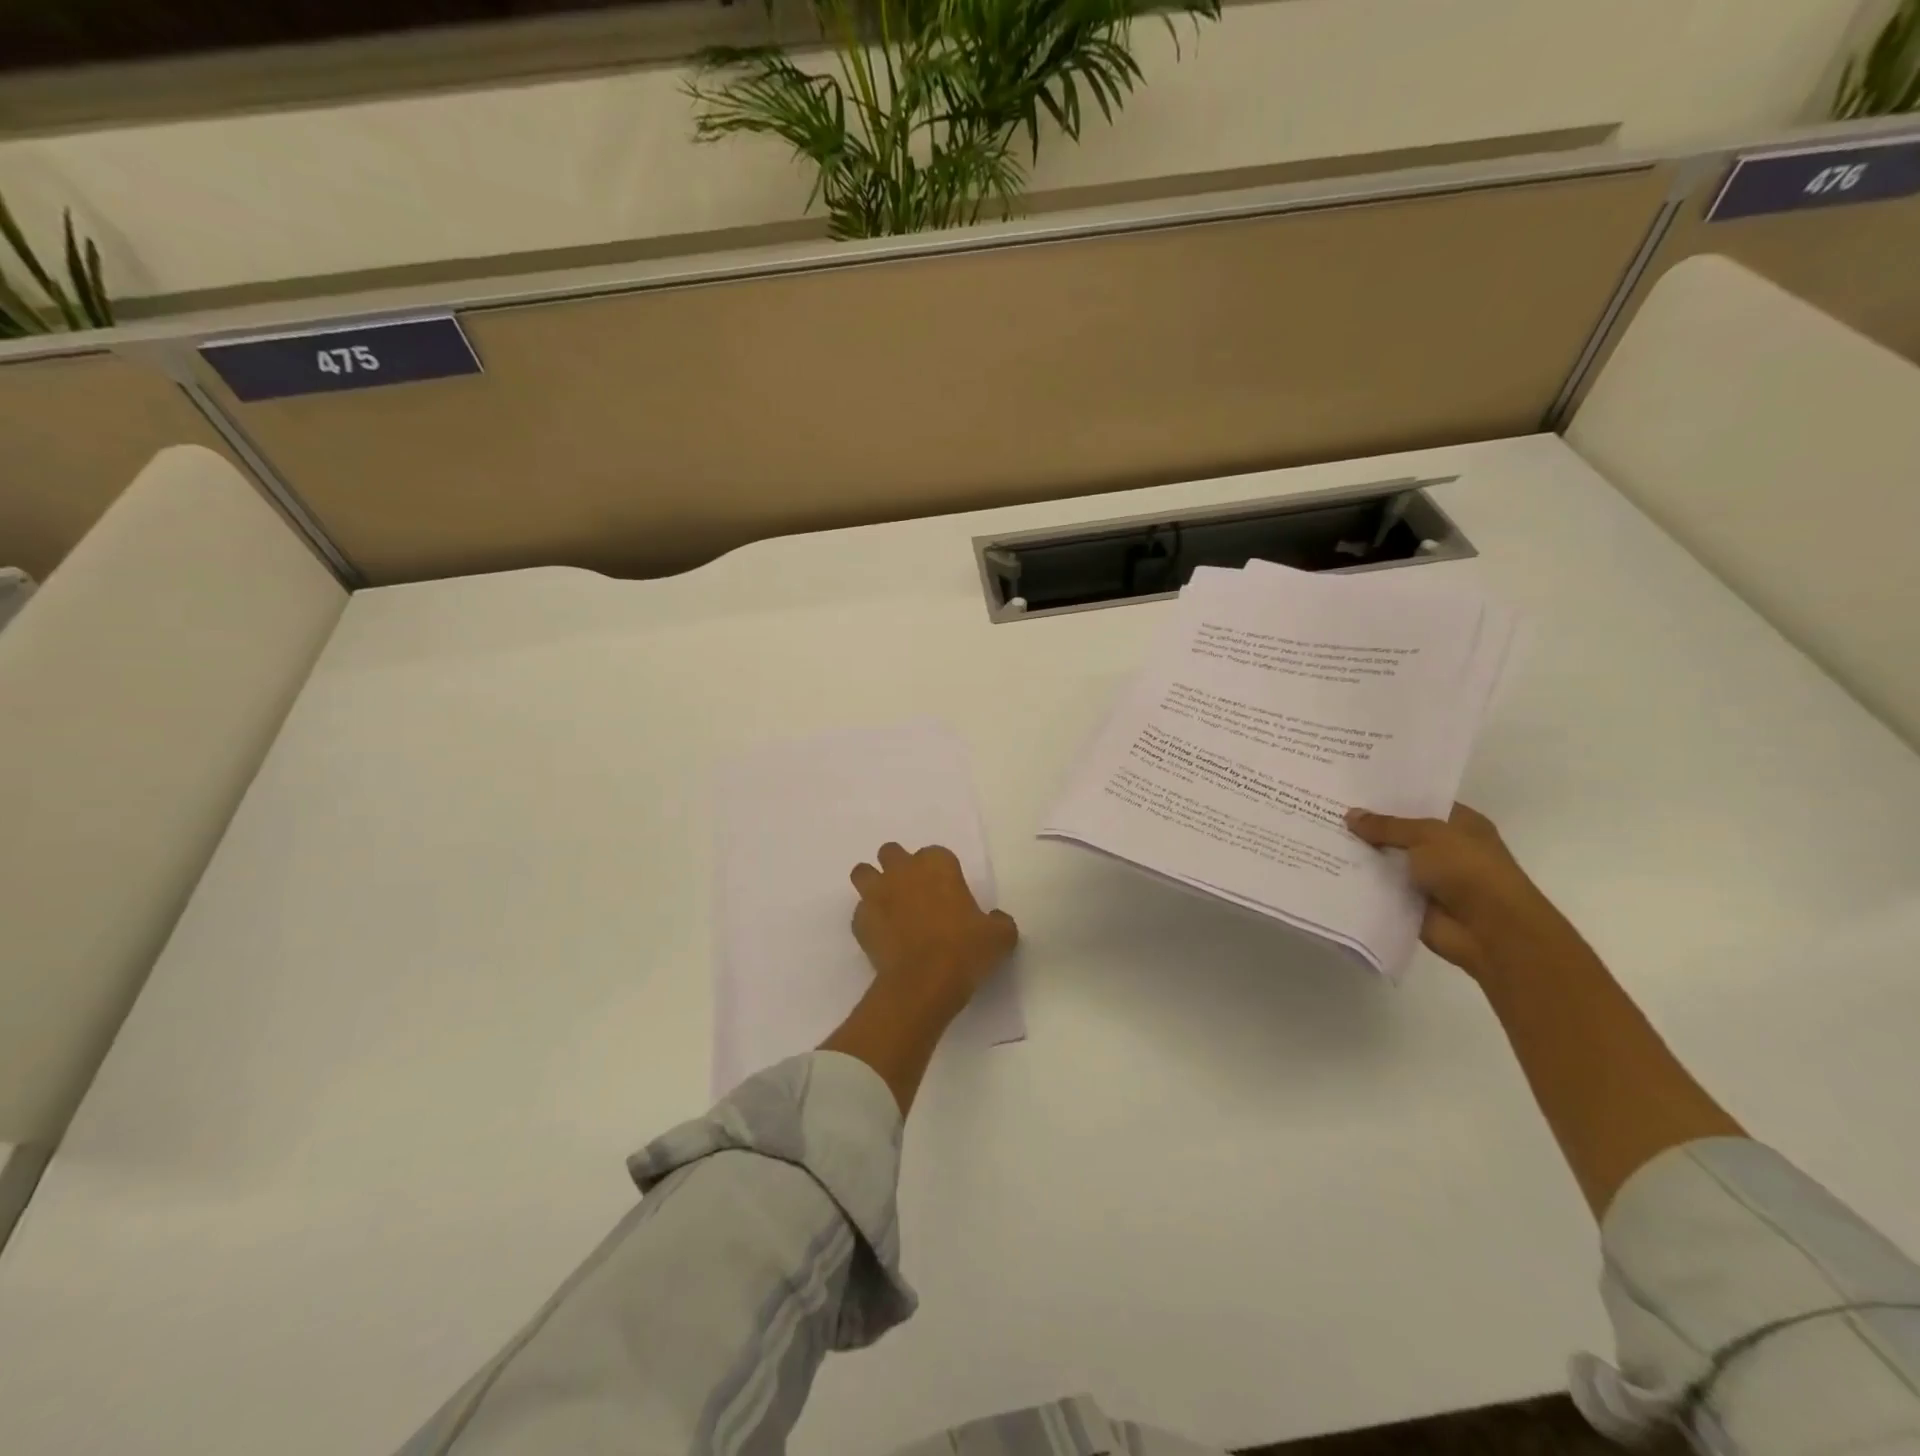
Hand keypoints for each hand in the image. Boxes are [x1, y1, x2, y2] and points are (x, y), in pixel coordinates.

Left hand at [850, 843, 1018, 1017]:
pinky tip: (883, 938)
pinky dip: (869, 920)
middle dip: (899, 867)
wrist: (924, 982)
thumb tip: (995, 920)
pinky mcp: (859, 921)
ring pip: (864, 873)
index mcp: (937, 864)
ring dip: (874, 884)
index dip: (940, 871)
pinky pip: (860, 912)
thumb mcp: (999, 936)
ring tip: (888, 906)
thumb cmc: (965, 950)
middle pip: (891, 853)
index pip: (936, 853)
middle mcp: (903, 871)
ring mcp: (876, 894)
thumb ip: (998, 921)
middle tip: (914, 893)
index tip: (947, 891)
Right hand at [1344, 803, 1591, 986]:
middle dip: (1367, 824)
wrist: (1491, 932)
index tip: (1351, 788)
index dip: (1388, 796)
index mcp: (1459, 824)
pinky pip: (1380, 887)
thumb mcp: (1428, 836)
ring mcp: (1428, 877)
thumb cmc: (1469, 870)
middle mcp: (1444, 848)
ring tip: (1317, 835)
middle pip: (1398, 832)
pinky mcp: (1412, 902)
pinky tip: (1328, 867)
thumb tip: (1350, 815)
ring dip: (1360, 854)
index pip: (1419, 802)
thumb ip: (1387, 826)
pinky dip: (1360, 881)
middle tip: (1325, 808)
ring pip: (1386, 860)